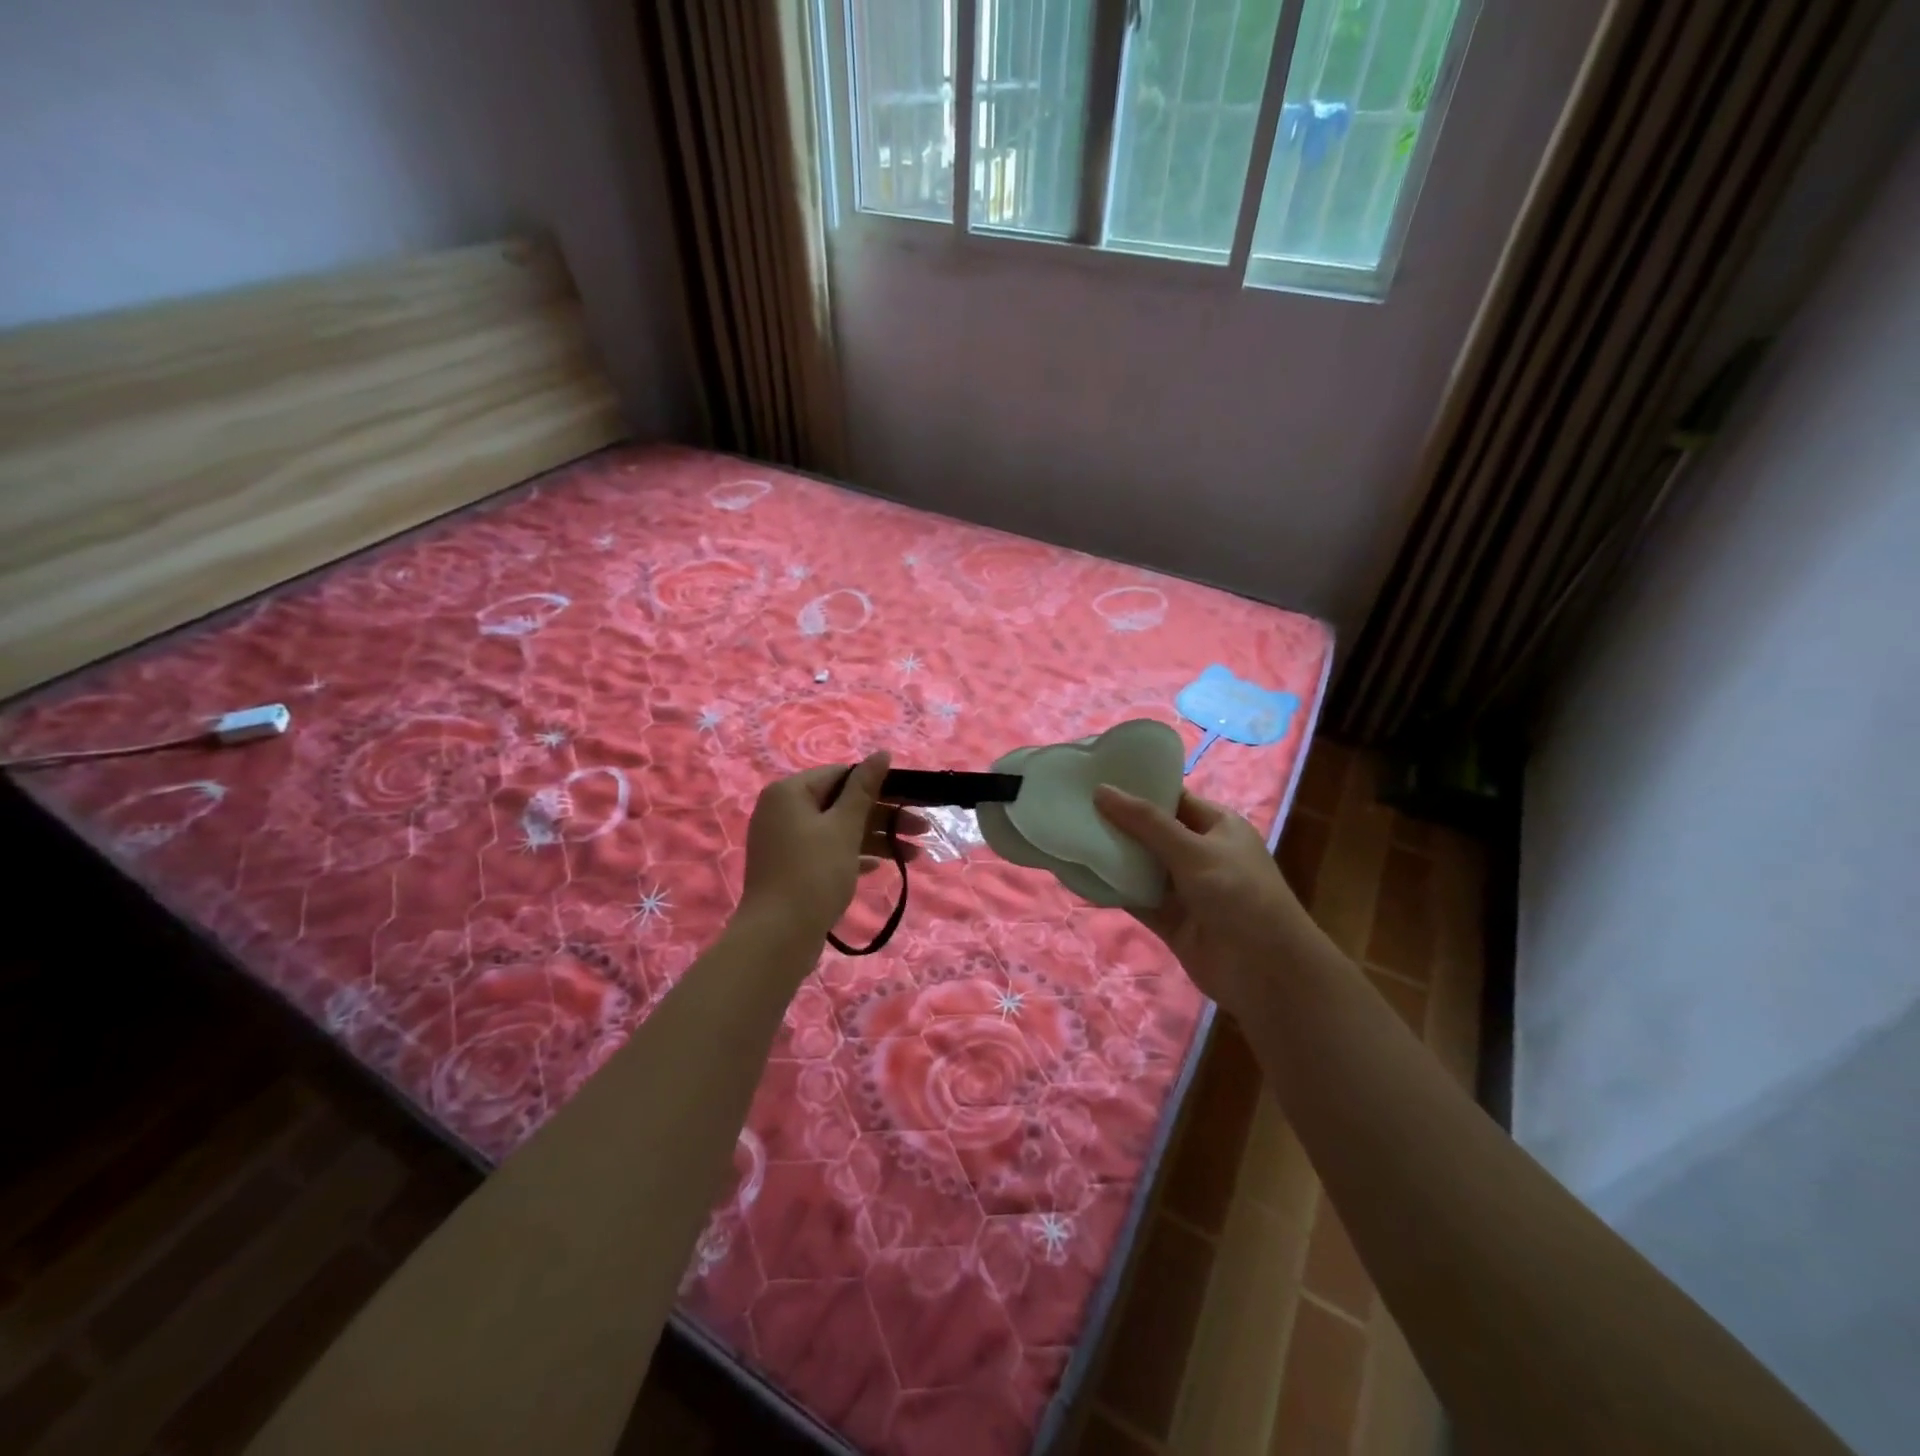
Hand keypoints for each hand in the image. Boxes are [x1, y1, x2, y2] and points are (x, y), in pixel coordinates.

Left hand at [741, 752, 927, 944]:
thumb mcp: (844, 827)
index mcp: (790, 793)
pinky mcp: (792, 869)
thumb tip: (881, 753)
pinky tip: (880, 867)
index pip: (842, 775)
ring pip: (839, 830)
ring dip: (877, 840)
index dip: (880, 785)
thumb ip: (865, 788)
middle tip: (923, 830)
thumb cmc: (813, 873)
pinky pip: (828, 852)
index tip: (912, 800)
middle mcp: (783, 811)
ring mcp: (785, 842)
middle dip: (885, 817)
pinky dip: (854, 856)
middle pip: (842, 804)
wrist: (778, 937)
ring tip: (914, 857)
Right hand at [1094, 786, 1334, 1015]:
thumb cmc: (1239, 894)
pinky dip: (1113, 889)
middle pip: (1151, 831)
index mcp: (1217, 826)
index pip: (1172, 799)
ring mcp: (1184, 888)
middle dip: (1117, 822)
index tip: (1095, 777)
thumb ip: (1146, 822)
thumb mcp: (1193, 850)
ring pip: (1141, 865)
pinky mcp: (1170, 919)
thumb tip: (1101, 790)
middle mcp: (1200, 853)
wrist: (1266, 971)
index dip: (1137, 788)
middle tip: (1072, 805)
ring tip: (1069, 835)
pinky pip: (1136, 897)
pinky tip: (1081, 876)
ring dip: (1112, 855)